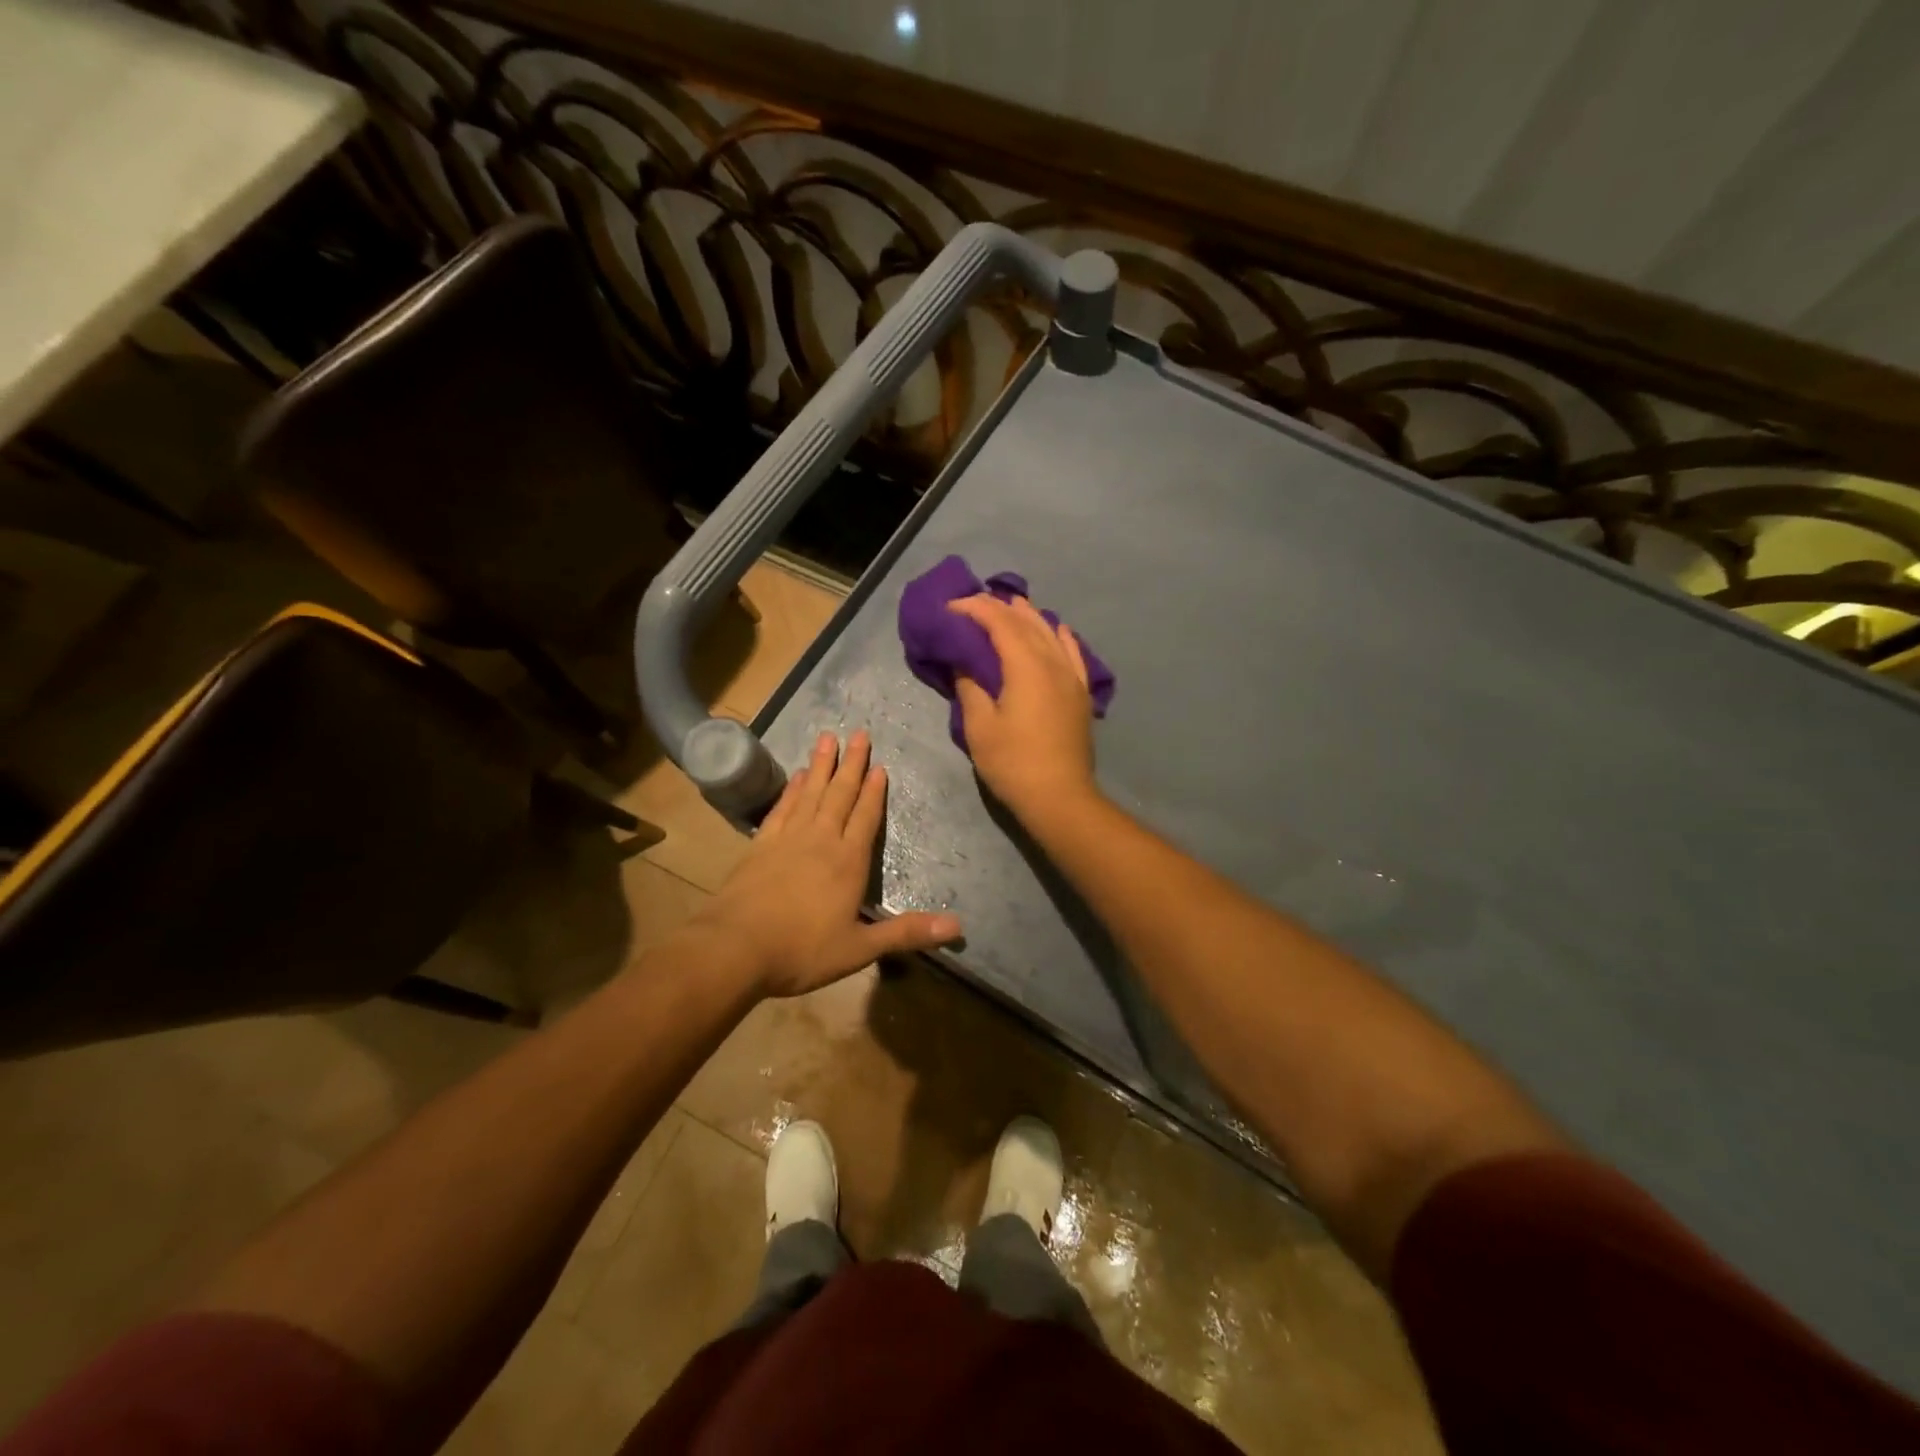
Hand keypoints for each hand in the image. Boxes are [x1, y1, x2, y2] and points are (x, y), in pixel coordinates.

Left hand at [690, 730, 961, 998]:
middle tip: (859, 733)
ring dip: (821, 765)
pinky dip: (791, 790)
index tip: (879, 765)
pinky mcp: (761, 845)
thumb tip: (958, 927)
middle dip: (852, 765)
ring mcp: (788, 839)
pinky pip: (782, 808)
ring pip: (810, 793)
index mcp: (848, 862)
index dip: (875, 792)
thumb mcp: (860, 948)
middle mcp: (821, 841)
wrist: (735, 948)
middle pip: (840, 795)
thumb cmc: (802, 951)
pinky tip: (796, 776)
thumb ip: (907, 933)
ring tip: (827, 737)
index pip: (866, 817)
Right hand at [948, 593, 1097, 820]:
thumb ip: (970, 686)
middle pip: (1026, 622)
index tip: (951, 607)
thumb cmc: (1013, 763)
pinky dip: (1062, 636)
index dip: (975, 608)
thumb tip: (964, 662)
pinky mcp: (1081, 694)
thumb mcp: (979, 726)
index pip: (1000, 622)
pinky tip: (1058, 628)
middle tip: (973, 603)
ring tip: (1011, 604)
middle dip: (999, 607)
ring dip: (1029, 615)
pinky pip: (1074, 654)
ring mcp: (1072, 677)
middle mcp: (1053, 662)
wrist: (1059, 797)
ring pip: (1051, 633)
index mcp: (1026, 666)